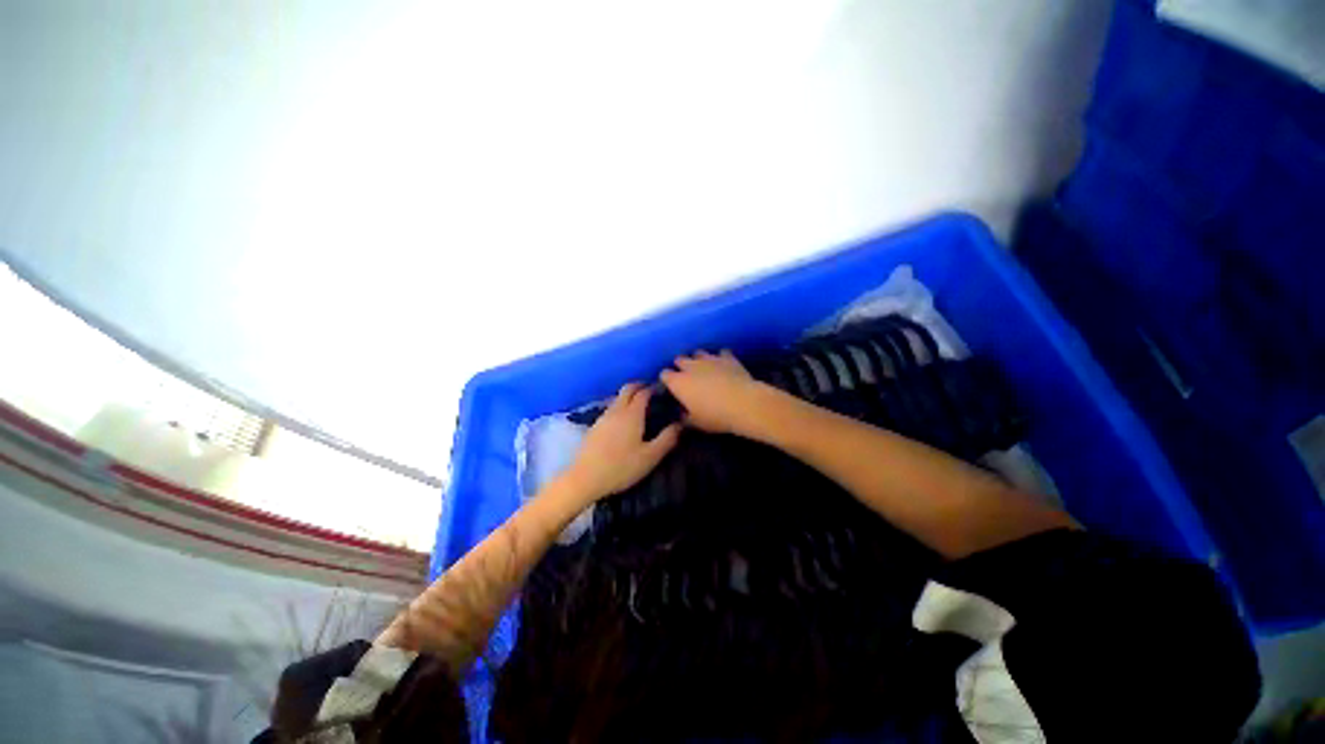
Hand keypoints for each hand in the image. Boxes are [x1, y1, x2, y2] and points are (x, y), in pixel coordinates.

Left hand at [564, 383, 680, 502]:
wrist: (584, 479)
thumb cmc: (621, 467)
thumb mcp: (650, 457)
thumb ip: (667, 439)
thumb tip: (680, 424)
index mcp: (632, 414)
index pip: (643, 392)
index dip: (653, 388)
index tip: (662, 390)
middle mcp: (616, 410)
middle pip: (627, 389)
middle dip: (639, 387)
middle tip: (651, 392)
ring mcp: (603, 417)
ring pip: (617, 399)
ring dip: (628, 397)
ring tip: (640, 407)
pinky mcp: (594, 427)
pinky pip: (610, 409)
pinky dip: (620, 407)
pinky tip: (623, 422)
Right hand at [660, 350, 763, 434]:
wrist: (744, 404)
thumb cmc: (715, 416)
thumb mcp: (696, 423)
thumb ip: (685, 418)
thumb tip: (682, 414)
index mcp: (679, 382)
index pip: (664, 375)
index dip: (667, 380)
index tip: (671, 386)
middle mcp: (691, 367)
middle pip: (680, 360)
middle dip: (681, 366)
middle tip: (687, 377)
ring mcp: (710, 359)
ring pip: (698, 353)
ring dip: (699, 359)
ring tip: (704, 368)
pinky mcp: (727, 358)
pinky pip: (721, 353)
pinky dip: (721, 358)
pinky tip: (723, 364)